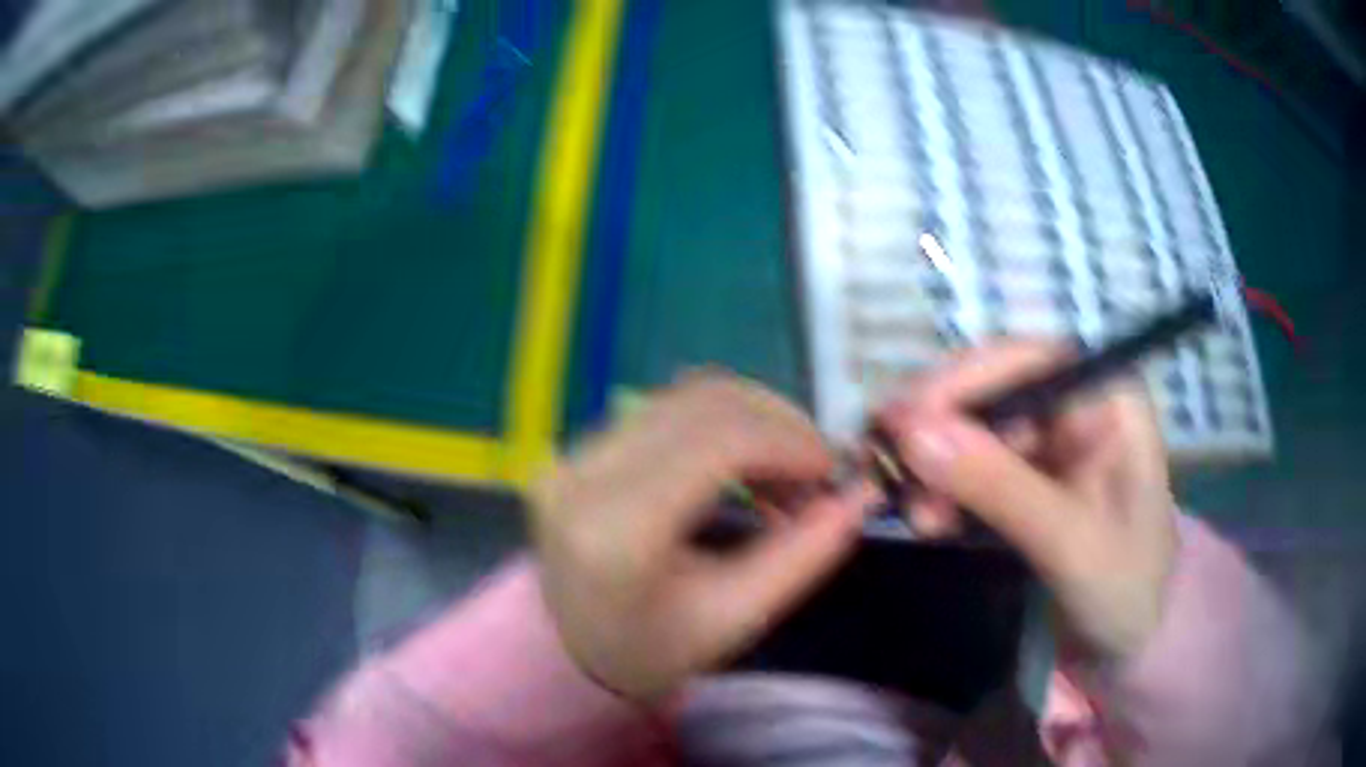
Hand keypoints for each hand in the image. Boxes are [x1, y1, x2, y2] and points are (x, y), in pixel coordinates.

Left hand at [531, 374, 873, 700]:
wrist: (571, 650)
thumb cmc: (654, 649)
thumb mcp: (736, 616)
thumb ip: (803, 554)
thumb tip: (860, 496)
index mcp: (616, 530)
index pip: (715, 444)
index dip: (787, 441)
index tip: (832, 467)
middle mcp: (584, 475)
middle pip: (702, 404)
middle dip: (778, 424)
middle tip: (816, 469)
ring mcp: (573, 454)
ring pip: (685, 396)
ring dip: (753, 419)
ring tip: (786, 470)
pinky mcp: (578, 447)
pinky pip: (665, 410)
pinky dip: (721, 424)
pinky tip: (746, 463)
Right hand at [877, 344, 1177, 661]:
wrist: (1132, 638)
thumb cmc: (1125, 588)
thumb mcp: (1069, 542)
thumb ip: (999, 486)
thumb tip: (910, 431)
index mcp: (1107, 398)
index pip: (1025, 362)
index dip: (960, 383)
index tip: (899, 424)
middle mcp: (1075, 403)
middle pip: (991, 390)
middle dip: (938, 433)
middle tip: (891, 479)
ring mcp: (1050, 439)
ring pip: (974, 428)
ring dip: (934, 466)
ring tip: (915, 517)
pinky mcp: (1028, 474)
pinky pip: (973, 465)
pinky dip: (943, 489)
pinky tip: (929, 520)